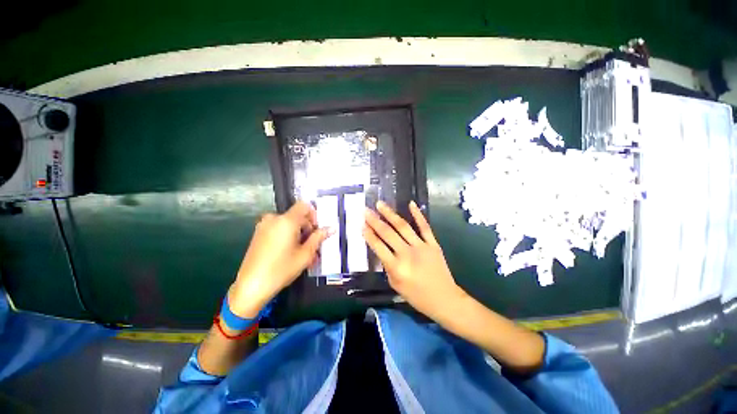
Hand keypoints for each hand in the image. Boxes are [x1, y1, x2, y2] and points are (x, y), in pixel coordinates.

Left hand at [229, 202, 329, 317]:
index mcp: (287, 220)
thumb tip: (331, 228)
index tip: (316, 230)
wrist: (251, 286)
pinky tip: (290, 252)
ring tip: (302, 251)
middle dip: (307, 227)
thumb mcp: (305, 254)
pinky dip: (287, 236)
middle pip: (297, 215)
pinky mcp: (258, 234)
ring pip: (288, 223)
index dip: (314, 215)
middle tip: (312, 245)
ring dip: (298, 233)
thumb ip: (319, 238)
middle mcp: (274, 218)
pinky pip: (278, 229)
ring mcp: (264, 226)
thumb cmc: (282, 269)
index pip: (304, 206)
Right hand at [363, 201, 466, 322]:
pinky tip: (410, 204)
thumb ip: (387, 266)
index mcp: (396, 267)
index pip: (378, 247)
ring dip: (390, 214)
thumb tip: (382, 249)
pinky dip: (418, 215)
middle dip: (375, 221)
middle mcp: (407, 254)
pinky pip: (425, 227)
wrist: (444, 299)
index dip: (369, 235)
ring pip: (403, 226)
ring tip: (380, 204)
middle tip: (366, 210)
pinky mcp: (433, 244)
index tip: (361, 224)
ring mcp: (421, 247)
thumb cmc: (417, 296)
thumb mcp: (395, 285)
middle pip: (388, 233)